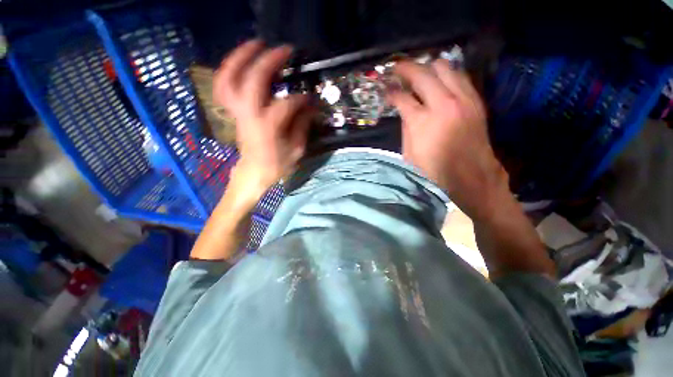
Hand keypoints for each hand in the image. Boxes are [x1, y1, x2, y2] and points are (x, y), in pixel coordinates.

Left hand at [213, 40, 312, 192]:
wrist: (253, 173)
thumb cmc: (276, 165)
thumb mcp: (296, 150)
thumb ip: (302, 126)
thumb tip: (310, 107)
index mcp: (268, 129)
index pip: (285, 105)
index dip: (300, 98)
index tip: (311, 98)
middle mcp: (249, 116)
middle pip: (253, 82)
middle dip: (268, 62)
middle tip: (284, 50)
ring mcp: (237, 112)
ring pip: (229, 78)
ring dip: (241, 57)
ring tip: (256, 44)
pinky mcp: (233, 111)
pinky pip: (223, 86)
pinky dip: (229, 70)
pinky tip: (242, 62)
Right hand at [387, 60, 508, 219]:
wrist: (471, 178)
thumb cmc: (434, 172)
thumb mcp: (409, 154)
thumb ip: (406, 127)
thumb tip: (405, 110)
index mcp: (422, 121)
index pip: (401, 97)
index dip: (391, 92)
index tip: (386, 90)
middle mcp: (443, 104)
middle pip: (423, 73)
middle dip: (406, 69)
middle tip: (397, 70)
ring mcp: (463, 100)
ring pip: (445, 68)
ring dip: (428, 68)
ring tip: (419, 73)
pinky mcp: (476, 102)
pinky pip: (461, 77)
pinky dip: (447, 75)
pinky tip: (440, 81)